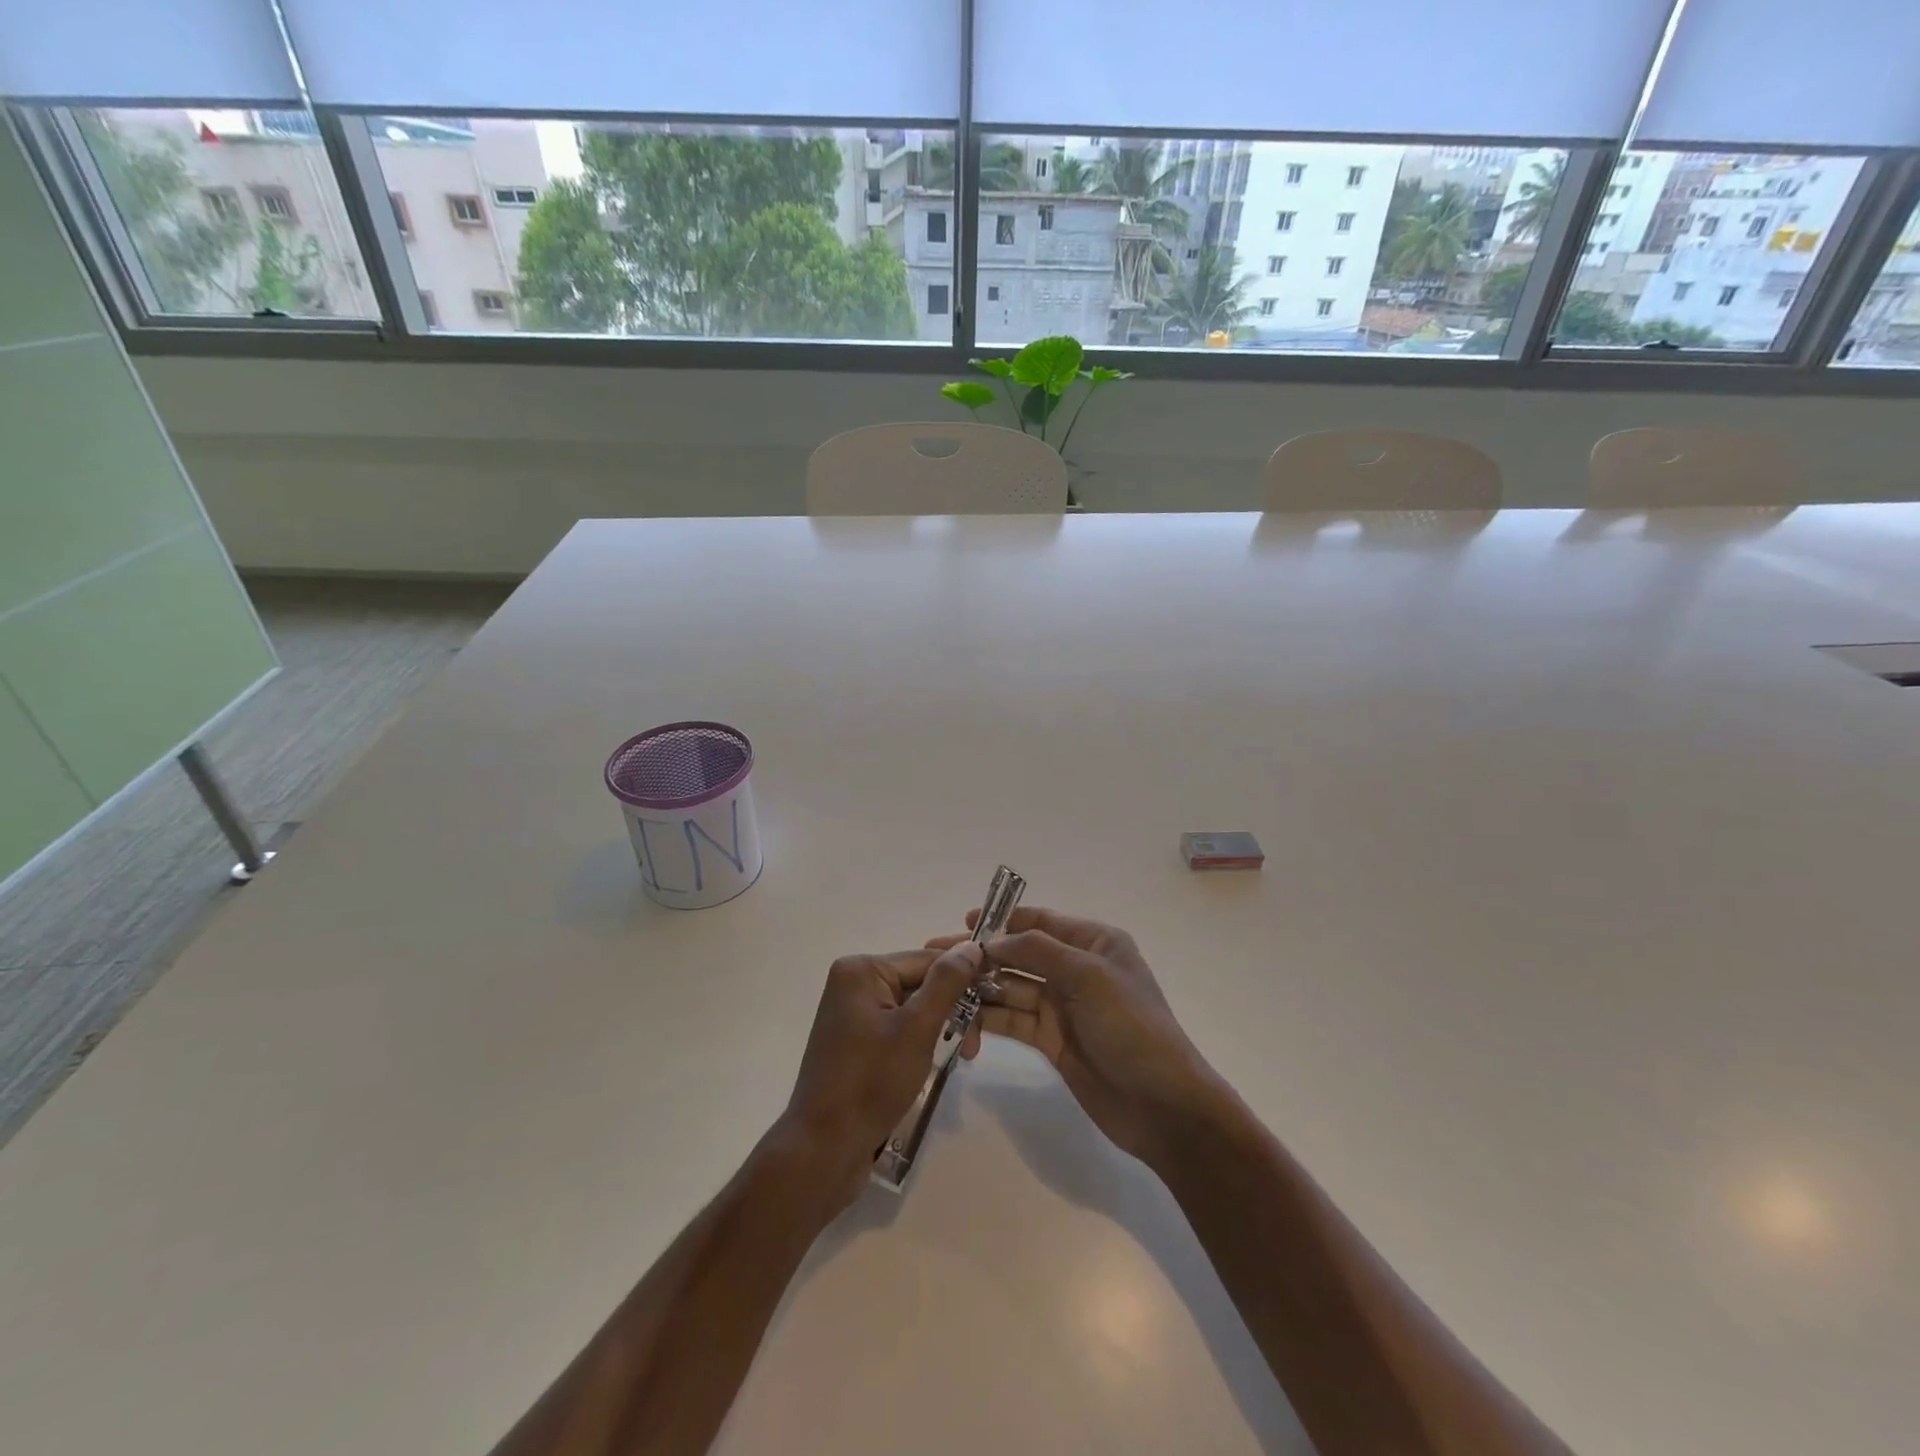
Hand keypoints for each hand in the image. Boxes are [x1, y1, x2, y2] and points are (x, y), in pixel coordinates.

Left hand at [773, 943, 987, 1211]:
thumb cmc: (871, 1082)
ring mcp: (852, 1013)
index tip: (994, 1006)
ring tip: (963, 1057)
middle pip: (920, 982)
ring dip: (940, 1027)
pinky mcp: (855, 1041)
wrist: (824, 1149)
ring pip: (913, 1007)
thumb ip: (947, 983)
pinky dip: (920, 1040)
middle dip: (952, 1009)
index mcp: (861, 970)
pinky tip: (934, 1061)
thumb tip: (972, 945)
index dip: (964, 979)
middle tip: (975, 1048)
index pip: (927, 960)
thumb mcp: (917, 1028)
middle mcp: (853, 983)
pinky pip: (898, 1026)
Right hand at [929, 908, 1224, 1166]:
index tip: (964, 923)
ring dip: (980, 989)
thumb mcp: (1088, 977)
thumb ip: (1038, 951)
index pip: (1040, 921)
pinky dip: (989, 1019)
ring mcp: (1062, 1006)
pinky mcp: (1051, 1040)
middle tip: (936, 958)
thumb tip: (992, 941)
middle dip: (982, 956)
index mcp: (1093, 943)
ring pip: (1011, 988)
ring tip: (941, 991)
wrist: (1162, 1106)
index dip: (1002, 920)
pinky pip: (1013, 1020)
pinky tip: (962, 1022)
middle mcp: (1076, 968)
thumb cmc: (1131, 1027)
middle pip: (1019, 954)